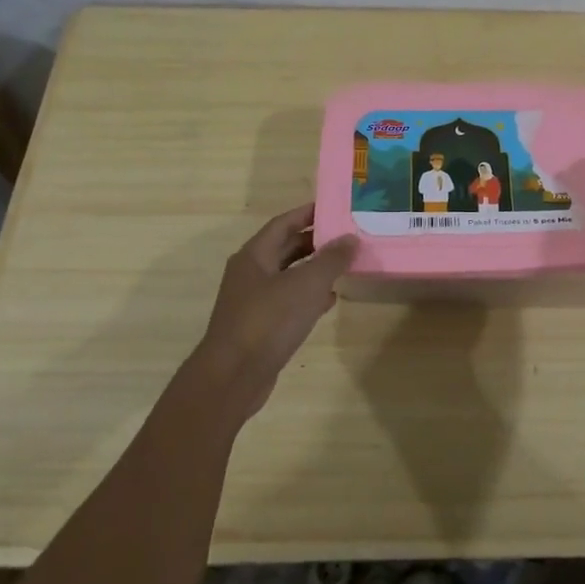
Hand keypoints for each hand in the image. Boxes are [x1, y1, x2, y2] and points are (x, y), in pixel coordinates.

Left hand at [188, 204, 358, 419]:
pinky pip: (288, 302)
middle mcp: (250, 274)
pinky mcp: (260, 327)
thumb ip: (331, 260)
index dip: (307, 213)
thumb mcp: (306, 284)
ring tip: (344, 265)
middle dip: (314, 241)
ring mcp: (253, 302)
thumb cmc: (268, 321)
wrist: (234, 376)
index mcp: (254, 256)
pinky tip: (329, 300)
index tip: (334, 207)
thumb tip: (350, 238)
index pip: (282, 224)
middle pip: (285, 249)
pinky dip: (308, 297)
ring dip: (313, 270)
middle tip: (346, 236)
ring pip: (288, 276)